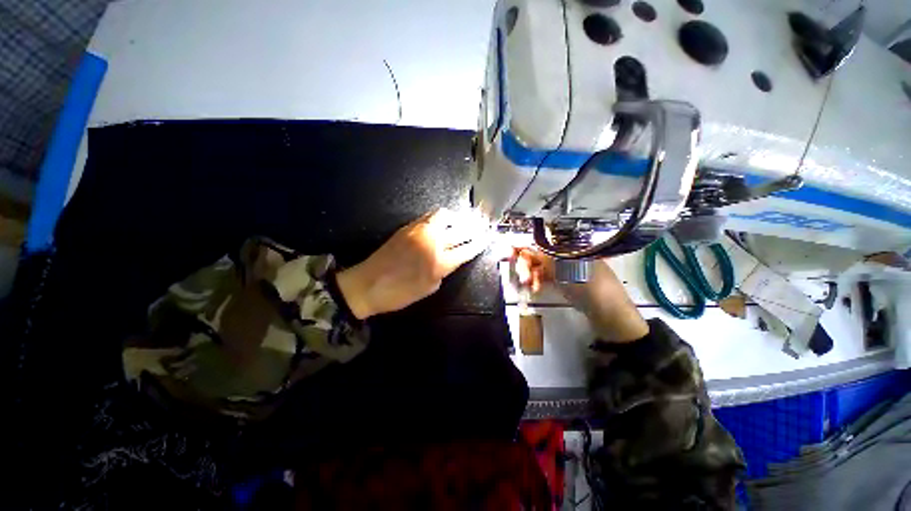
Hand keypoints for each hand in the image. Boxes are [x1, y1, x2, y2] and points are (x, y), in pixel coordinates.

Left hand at [337, 208, 491, 318]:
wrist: (367, 284)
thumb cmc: (399, 293)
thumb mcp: (429, 288)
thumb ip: (444, 270)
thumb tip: (451, 258)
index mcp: (439, 263)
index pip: (467, 249)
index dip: (479, 243)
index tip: (488, 238)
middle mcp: (432, 242)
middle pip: (460, 231)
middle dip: (474, 228)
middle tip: (482, 226)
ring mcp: (419, 231)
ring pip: (444, 216)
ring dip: (457, 218)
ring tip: (462, 221)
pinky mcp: (408, 227)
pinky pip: (429, 216)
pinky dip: (441, 217)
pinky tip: (443, 222)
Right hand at [512, 247, 648, 342]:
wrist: (609, 314)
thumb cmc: (589, 286)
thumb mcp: (564, 268)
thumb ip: (542, 256)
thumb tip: (523, 245)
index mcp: (572, 245)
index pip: (543, 241)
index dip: (526, 246)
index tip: (512, 253)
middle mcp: (568, 254)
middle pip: (540, 253)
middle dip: (527, 263)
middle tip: (522, 276)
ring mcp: (567, 268)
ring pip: (542, 266)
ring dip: (531, 273)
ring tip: (527, 284)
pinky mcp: (566, 281)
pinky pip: (547, 277)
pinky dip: (539, 281)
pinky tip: (535, 287)